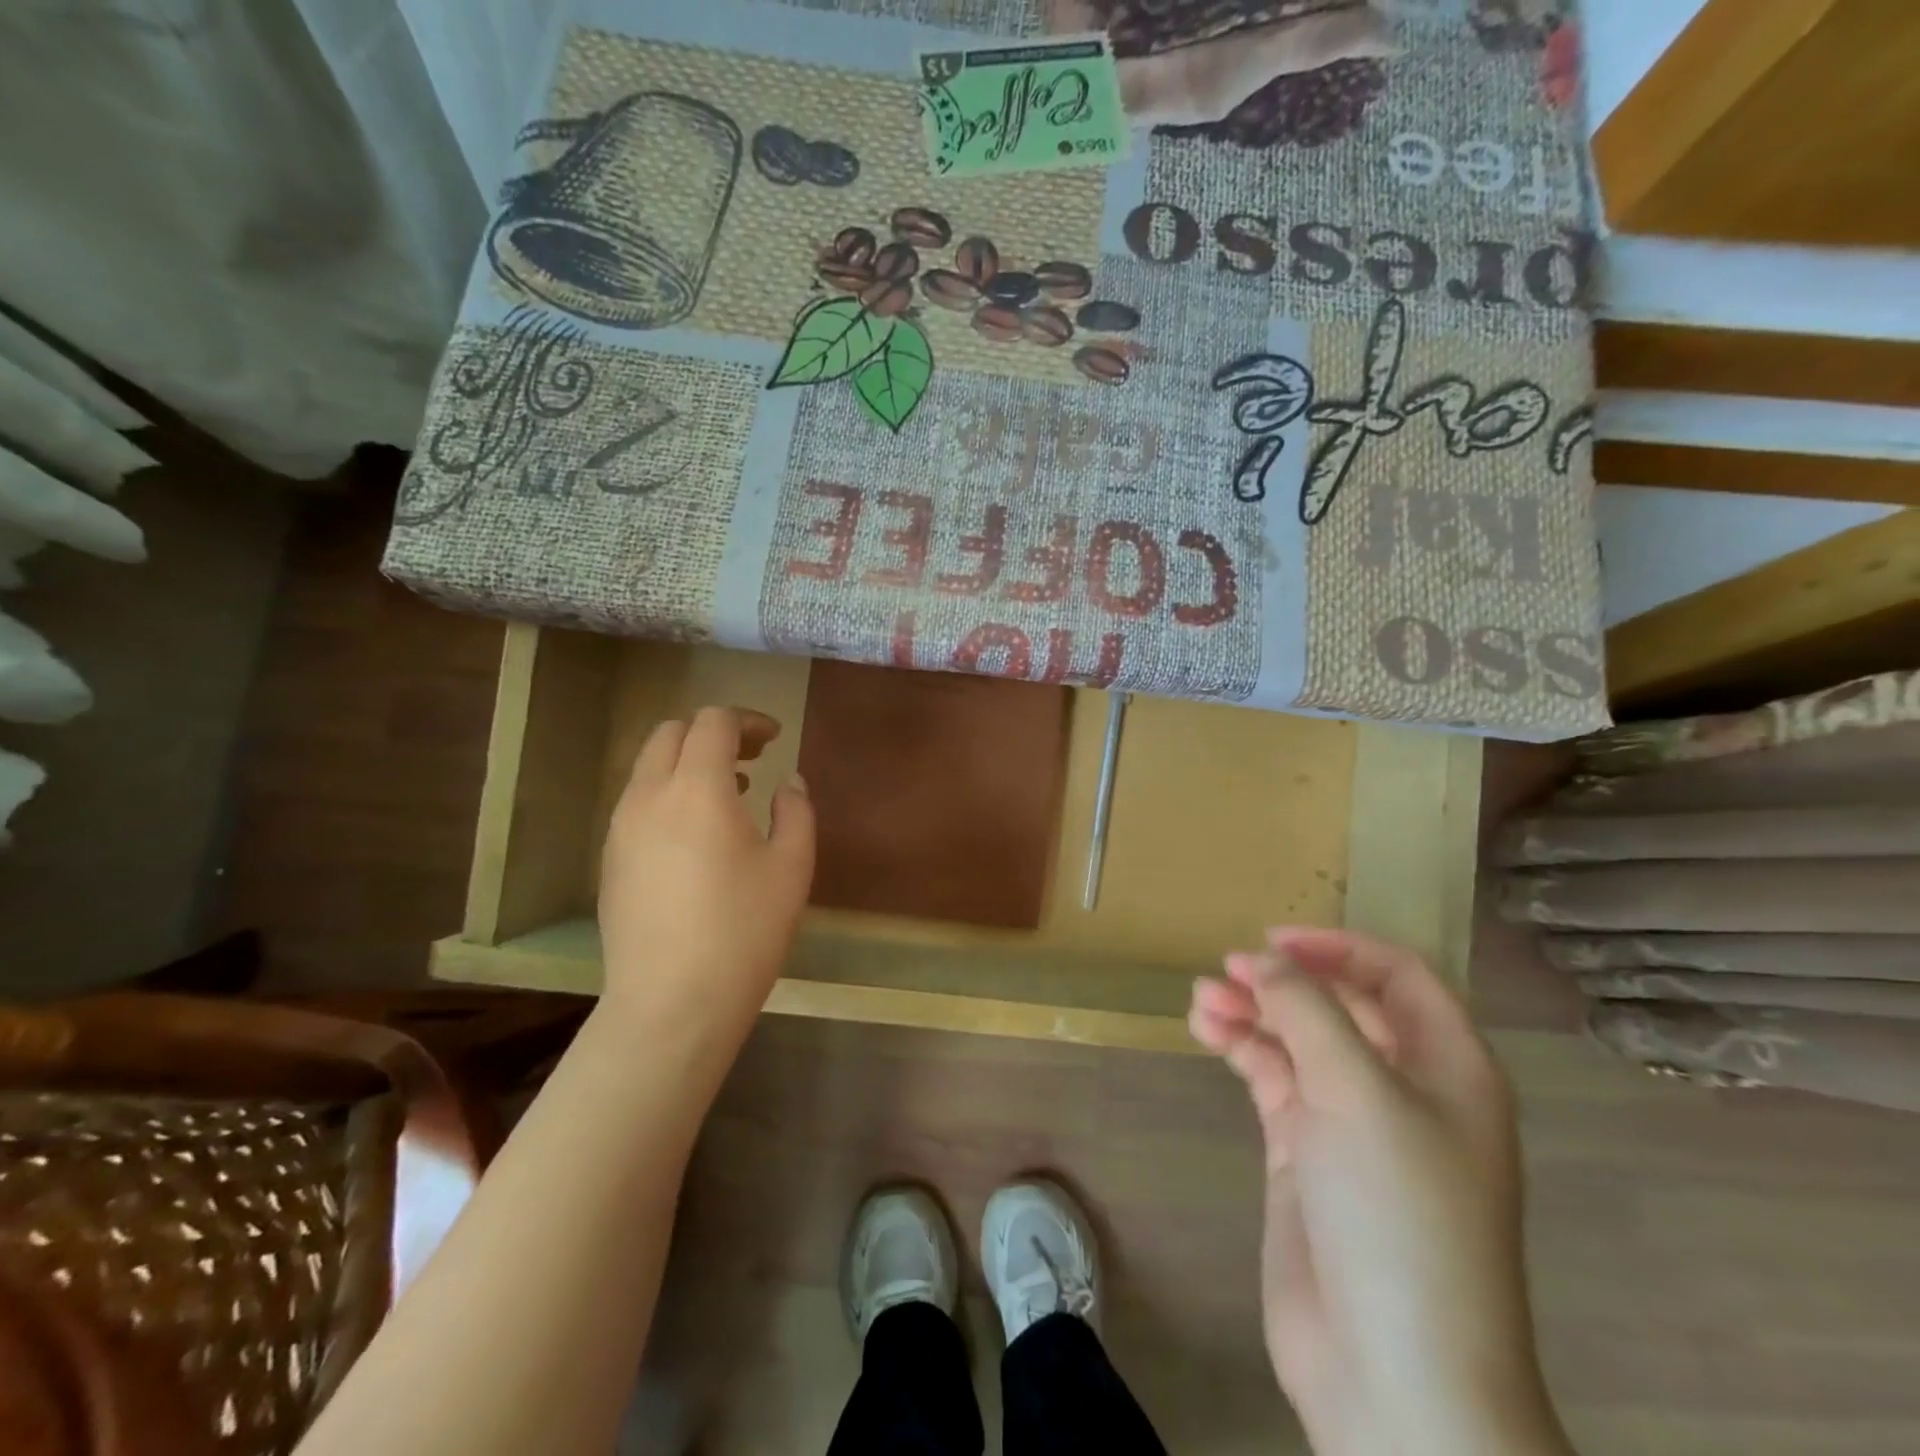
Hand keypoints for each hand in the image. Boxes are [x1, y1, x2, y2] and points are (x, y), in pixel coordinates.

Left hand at [598, 707, 814, 1053]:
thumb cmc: (743, 930)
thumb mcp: (791, 867)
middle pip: (671, 734)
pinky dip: (668, 794)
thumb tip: (788, 784)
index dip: (747, 720)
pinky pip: (638, 803)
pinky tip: (697, 836)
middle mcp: (649, 796)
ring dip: (688, 764)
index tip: (775, 740)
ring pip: (648, 767)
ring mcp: (621, 829)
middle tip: (751, 758)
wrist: (671, 1004)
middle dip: (712, 733)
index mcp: (697, 788)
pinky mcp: (610, 860)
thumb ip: (796, 812)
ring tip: (730, 794)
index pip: (713, 723)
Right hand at [1189, 928, 1568, 1455]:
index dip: (1339, 948)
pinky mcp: (1307, 1152)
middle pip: (1340, 1006)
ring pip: (1297, 1040)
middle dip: (1284, 982)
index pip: (1397, 977)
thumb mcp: (1359, 1093)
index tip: (1274, 939)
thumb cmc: (1398, 1212)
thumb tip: (1260, 959)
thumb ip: (1307, 1011)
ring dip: (1252, 1012)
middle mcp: (1402, 1087)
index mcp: (1447, 1067)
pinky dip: (1241, 1048)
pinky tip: (1207, 1031)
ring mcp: (1351, 1122)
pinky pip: (1272, 1078)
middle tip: (1226, 969)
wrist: (1392, 1371)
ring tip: (1202, 1000)